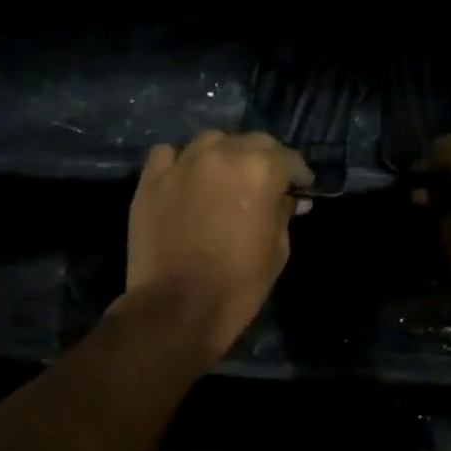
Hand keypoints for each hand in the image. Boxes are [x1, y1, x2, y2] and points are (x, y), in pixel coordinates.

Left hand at [125, 130, 314, 365]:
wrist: (177, 309)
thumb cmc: (237, 286)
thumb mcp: (277, 252)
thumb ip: (283, 214)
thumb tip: (288, 199)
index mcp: (259, 171)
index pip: (288, 158)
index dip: (298, 174)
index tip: (300, 188)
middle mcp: (221, 156)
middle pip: (250, 142)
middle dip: (263, 159)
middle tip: (264, 184)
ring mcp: (182, 165)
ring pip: (209, 141)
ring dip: (222, 155)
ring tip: (223, 178)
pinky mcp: (150, 180)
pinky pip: (168, 155)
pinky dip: (180, 162)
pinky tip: (185, 180)